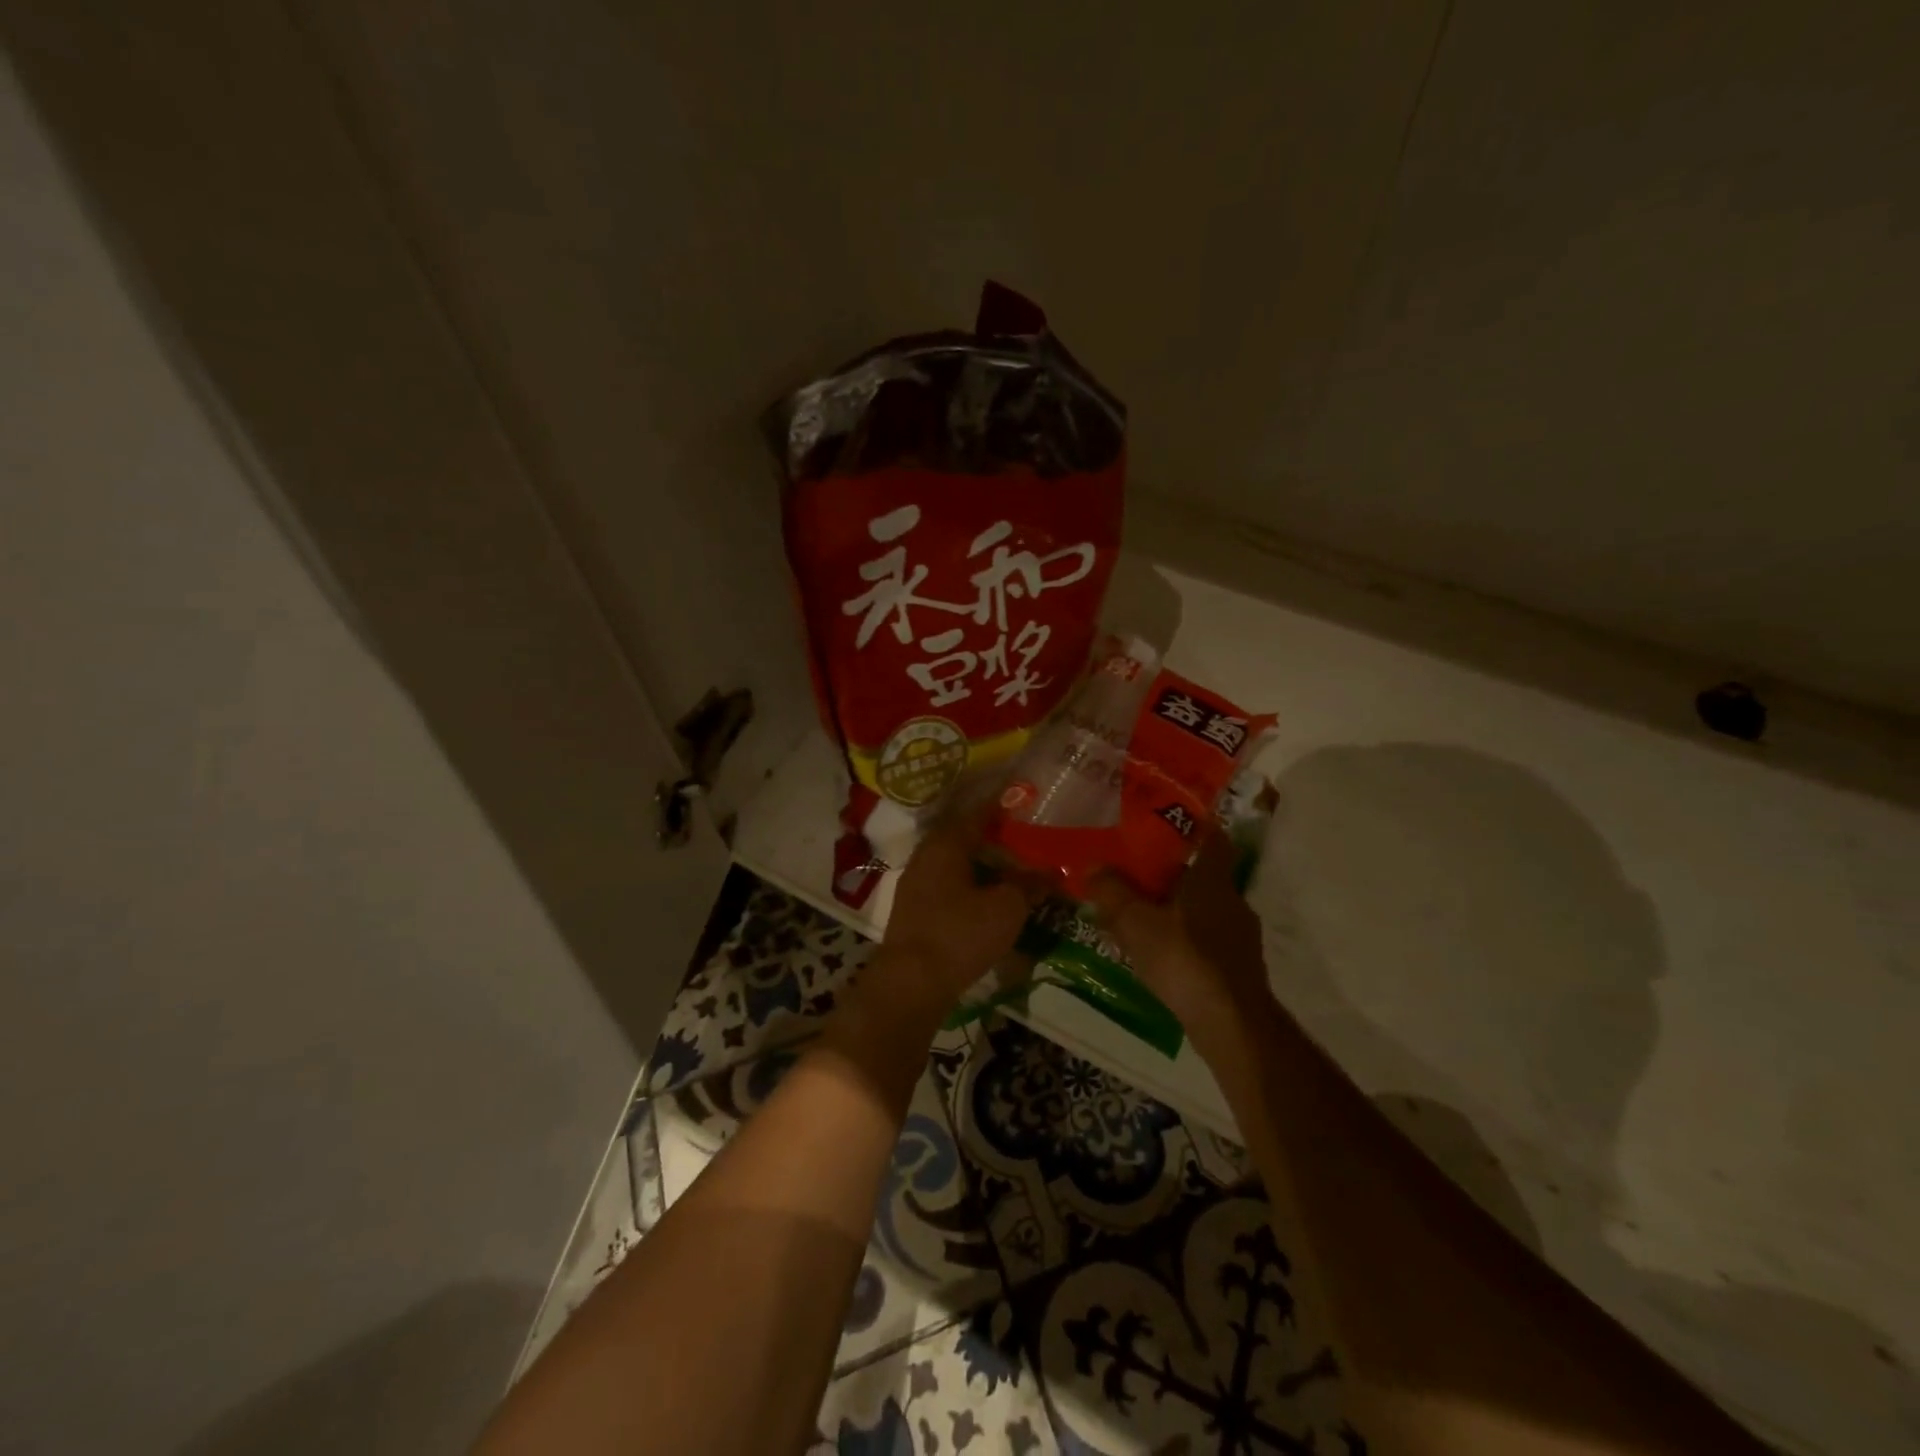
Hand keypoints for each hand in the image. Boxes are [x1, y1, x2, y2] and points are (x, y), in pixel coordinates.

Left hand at [868, 802, 1046, 1023]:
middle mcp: (927, 855)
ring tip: (1013, 866)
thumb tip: (1050, 871)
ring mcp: (917, 883)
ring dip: (983, 862)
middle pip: (965, 836)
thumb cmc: (960, 934)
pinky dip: (971, 883)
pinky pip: (949, 885)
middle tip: (1025, 834)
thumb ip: (1029, 885)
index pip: (978, 812)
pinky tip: (990, 896)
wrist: (911, 984)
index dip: (1003, 804)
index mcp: (946, 843)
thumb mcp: (1006, 908)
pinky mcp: (915, 910)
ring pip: (956, 862)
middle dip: (994, 835)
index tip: (1024, 797)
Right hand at [1088, 832, 1272, 1050]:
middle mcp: (1233, 901)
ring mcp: (1240, 937)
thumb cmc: (1184, 959)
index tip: (1169, 825)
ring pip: (1204, 911)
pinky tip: (1160, 956)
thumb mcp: (1136, 922)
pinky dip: (1185, 940)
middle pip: (1203, 876)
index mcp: (1213, 880)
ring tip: (1141, 919)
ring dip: (1176, 911)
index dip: (1194, 829)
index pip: (1213, 839)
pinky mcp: (1238, 968)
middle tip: (1137, 877)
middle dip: (1172, 876)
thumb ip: (1112, 891)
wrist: (1231, 1023)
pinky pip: (1207, 941)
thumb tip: (1092, 865)